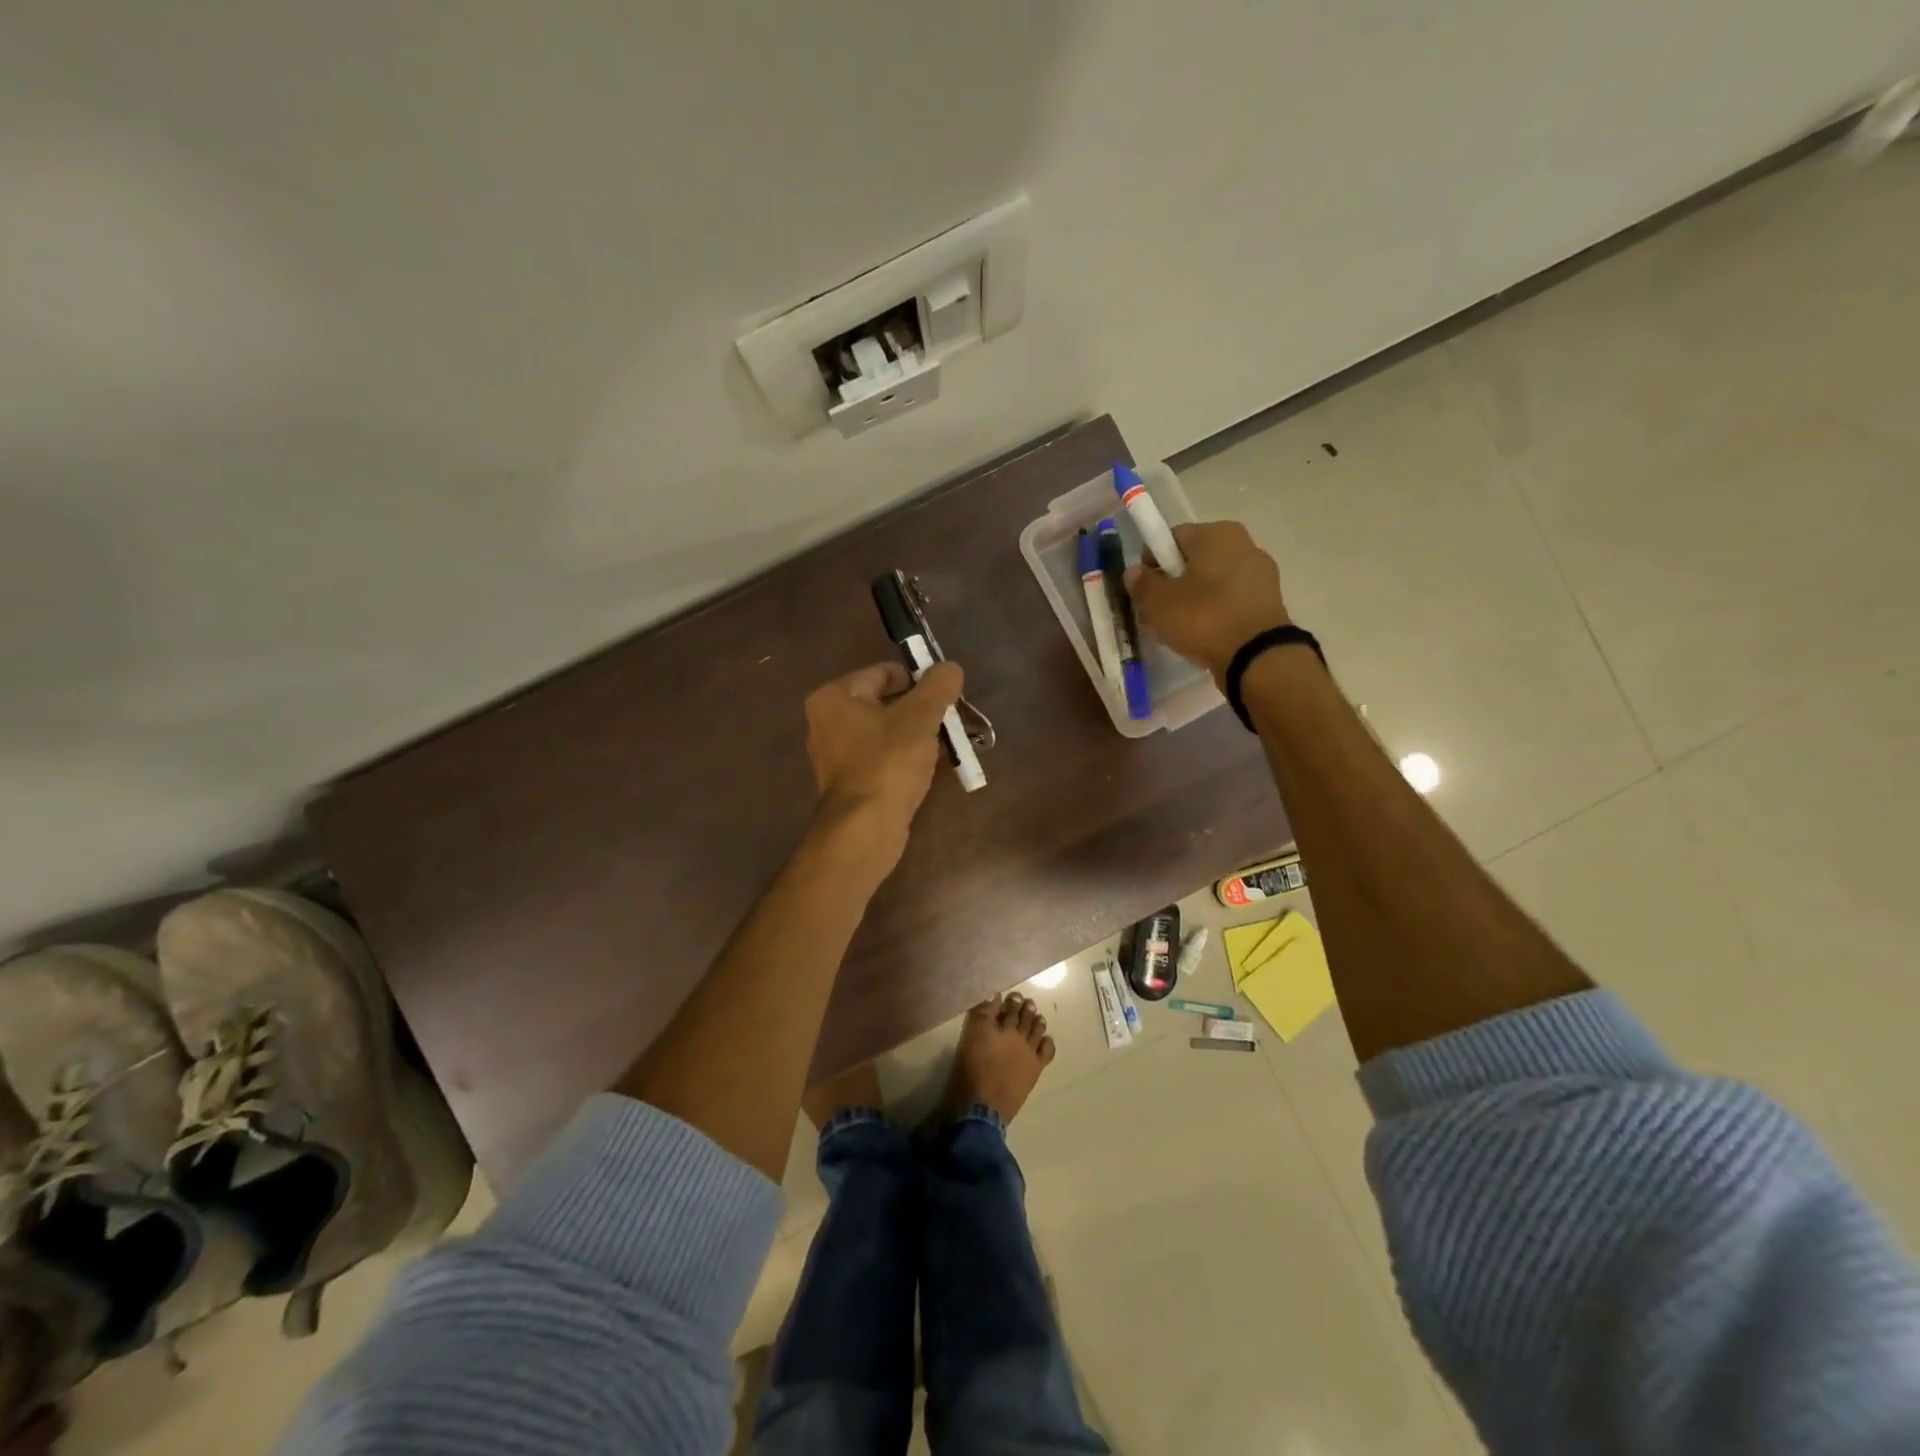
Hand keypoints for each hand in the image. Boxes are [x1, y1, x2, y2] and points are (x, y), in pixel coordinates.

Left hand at [803, 659, 963, 870]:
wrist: (864, 830)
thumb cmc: (887, 764)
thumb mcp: (919, 718)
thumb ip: (937, 687)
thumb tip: (950, 667)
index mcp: (834, 697)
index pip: (883, 673)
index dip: (918, 678)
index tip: (945, 693)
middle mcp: (826, 722)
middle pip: (883, 702)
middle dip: (919, 709)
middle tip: (949, 718)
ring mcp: (835, 755)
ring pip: (884, 731)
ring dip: (914, 734)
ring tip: (945, 742)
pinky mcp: (849, 783)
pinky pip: (881, 757)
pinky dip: (904, 757)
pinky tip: (928, 766)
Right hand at [1126, 520, 1290, 677]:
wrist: (1257, 657)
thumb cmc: (1204, 619)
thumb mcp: (1158, 603)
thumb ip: (1141, 584)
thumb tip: (1135, 572)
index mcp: (1216, 533)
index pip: (1172, 537)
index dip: (1152, 561)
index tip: (1145, 589)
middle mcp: (1243, 543)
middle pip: (1194, 559)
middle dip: (1174, 582)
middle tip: (1159, 611)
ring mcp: (1261, 572)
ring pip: (1213, 581)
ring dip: (1195, 598)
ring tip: (1181, 628)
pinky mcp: (1269, 600)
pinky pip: (1230, 599)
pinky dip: (1216, 611)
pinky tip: (1205, 634)